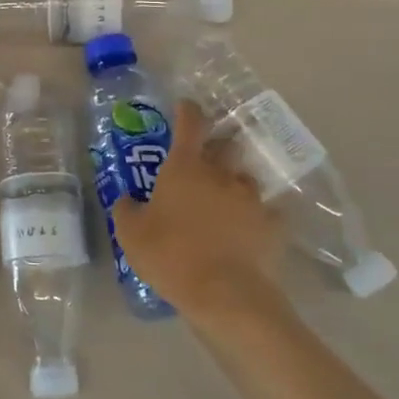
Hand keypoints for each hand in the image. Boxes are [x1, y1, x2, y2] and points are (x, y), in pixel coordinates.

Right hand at [111, 101, 288, 331]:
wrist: (223, 293)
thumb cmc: (170, 255)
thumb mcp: (131, 234)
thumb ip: (127, 210)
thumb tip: (128, 200)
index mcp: (185, 167)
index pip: (190, 123)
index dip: (188, 110)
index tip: (186, 106)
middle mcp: (221, 173)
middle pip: (226, 144)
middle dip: (218, 145)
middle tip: (207, 157)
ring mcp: (251, 198)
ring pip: (245, 179)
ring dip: (235, 184)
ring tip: (226, 201)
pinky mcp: (272, 225)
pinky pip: (266, 213)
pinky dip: (257, 216)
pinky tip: (250, 230)